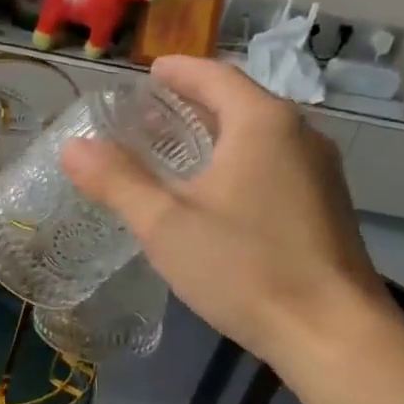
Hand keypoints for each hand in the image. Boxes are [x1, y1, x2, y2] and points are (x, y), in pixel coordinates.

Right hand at [61, 55, 394, 367]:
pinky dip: (236, 160)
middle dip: (192, 102)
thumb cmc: (244, 267)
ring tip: (171, 150)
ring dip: (214, 133)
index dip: (177, 71)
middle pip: (238, 102)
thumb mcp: (165, 224)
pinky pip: (272, 163)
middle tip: (146, 115)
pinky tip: (212, 192)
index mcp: (262, 124)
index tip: (147, 73)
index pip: (214, 76)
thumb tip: (72, 146)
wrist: (331, 333)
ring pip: (257, 135)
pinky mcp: (324, 205)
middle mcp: (299, 135)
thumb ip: (117, 181)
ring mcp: (318, 172)